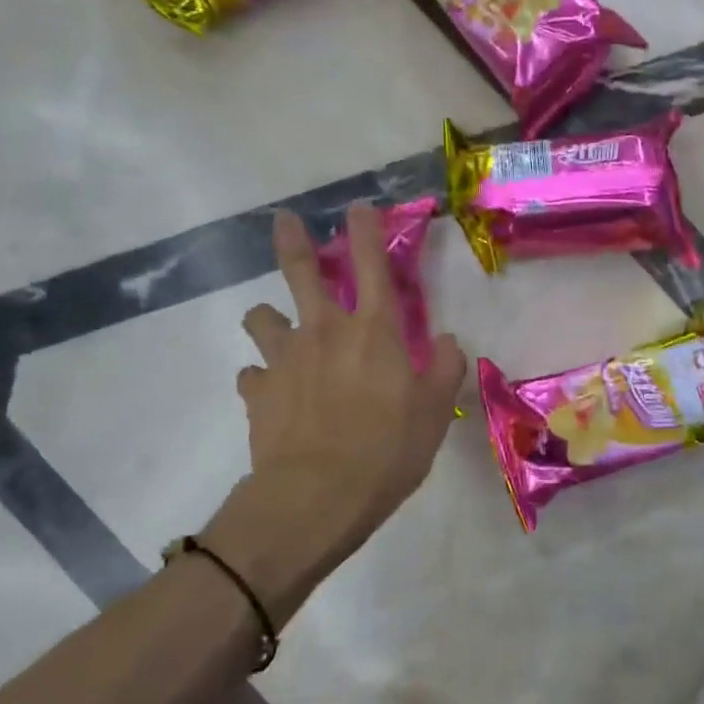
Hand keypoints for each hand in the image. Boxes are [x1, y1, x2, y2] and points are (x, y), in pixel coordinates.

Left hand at [207, 205, 466, 613]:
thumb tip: (449, 342)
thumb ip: (445, 370)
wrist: (316, 496)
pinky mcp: (258, 392)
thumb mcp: (435, 413)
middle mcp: (324, 332)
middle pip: (302, 272)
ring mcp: (285, 359)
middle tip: (284, 221)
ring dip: (268, 317)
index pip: (371, 264)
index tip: (357, 207)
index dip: (365, 230)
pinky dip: (263, 377)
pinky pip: (254, 374)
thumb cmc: (387, 451)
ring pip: (262, 318)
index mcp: (374, 331)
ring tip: (274, 326)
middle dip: (294, 241)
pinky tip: (272, 392)